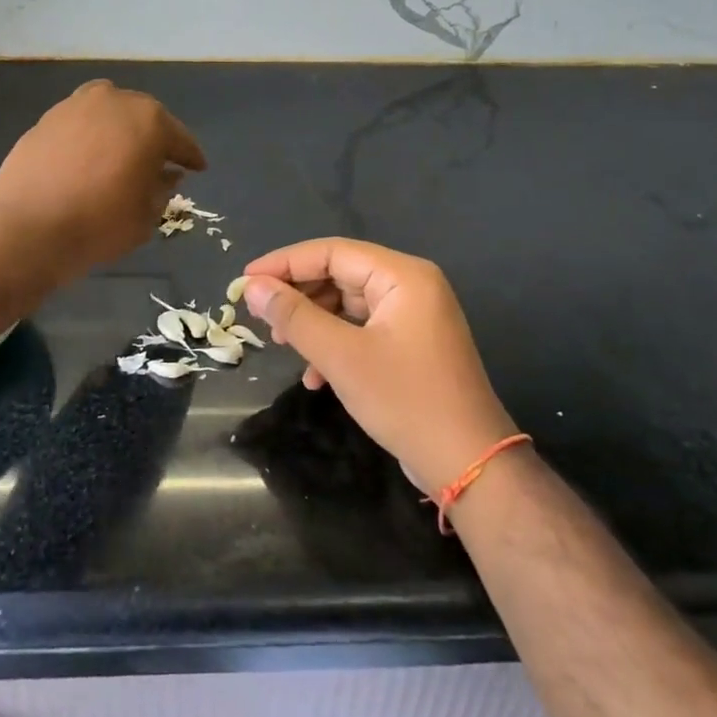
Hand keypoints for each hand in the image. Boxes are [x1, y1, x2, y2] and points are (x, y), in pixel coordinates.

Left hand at [0, 80, 205, 284]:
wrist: (26, 228)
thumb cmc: (100, 223)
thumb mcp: (146, 215)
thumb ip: (162, 188)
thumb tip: (166, 174)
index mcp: (149, 120)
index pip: (180, 139)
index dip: (190, 157)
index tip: (198, 169)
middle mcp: (114, 100)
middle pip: (143, 118)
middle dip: (153, 139)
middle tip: (159, 163)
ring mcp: (75, 106)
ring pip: (108, 115)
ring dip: (118, 132)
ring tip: (120, 158)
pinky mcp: (45, 120)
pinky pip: (79, 125)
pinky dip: (89, 138)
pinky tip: (87, 160)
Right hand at [241, 239, 518, 494]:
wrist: (470, 464)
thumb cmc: (405, 400)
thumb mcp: (341, 356)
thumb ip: (294, 316)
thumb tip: (253, 286)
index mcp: (402, 276)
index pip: (332, 252)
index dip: (285, 263)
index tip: (245, 281)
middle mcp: (411, 286)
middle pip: (340, 274)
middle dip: (299, 295)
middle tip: (260, 315)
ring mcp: (413, 316)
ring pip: (348, 304)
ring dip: (313, 323)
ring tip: (281, 343)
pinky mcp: (411, 345)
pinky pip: (362, 329)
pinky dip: (334, 344)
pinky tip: (313, 376)